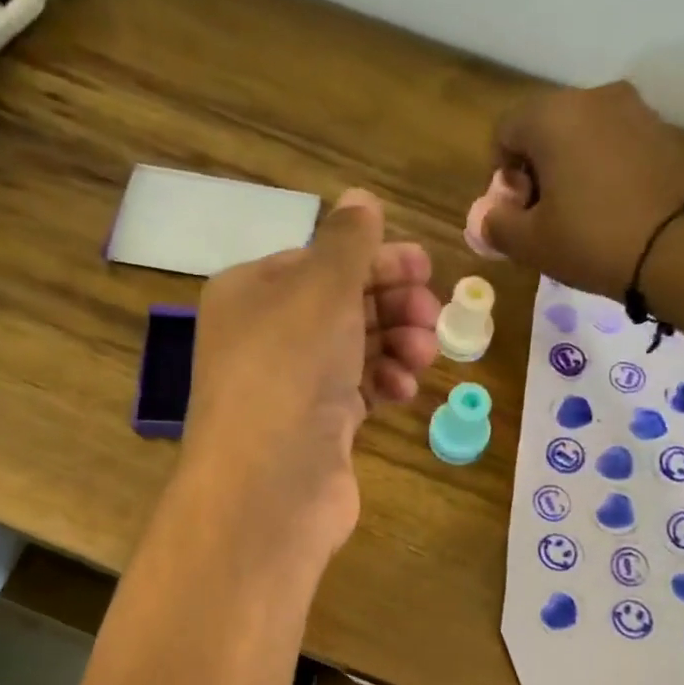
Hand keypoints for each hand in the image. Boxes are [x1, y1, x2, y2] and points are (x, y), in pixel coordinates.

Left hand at [176, 189, 438, 561]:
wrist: (270, 485)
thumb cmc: (290, 370)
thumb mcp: (322, 288)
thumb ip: (348, 243)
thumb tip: (360, 199)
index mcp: (252, 292)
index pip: (320, 262)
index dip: (374, 260)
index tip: (425, 266)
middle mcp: (266, 337)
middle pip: (342, 305)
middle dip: (393, 304)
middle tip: (432, 313)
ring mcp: (291, 387)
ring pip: (355, 349)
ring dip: (396, 344)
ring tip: (424, 354)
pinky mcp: (316, 429)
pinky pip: (358, 392)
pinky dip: (384, 384)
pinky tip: (405, 390)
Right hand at [482, 82, 683, 296]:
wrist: (678, 247)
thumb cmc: (591, 240)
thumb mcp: (530, 243)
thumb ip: (497, 225)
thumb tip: (489, 217)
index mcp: (552, 116)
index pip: (505, 131)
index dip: (501, 174)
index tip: (516, 211)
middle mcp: (592, 98)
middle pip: (545, 128)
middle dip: (536, 169)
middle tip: (543, 216)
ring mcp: (633, 110)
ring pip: (581, 134)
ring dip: (569, 168)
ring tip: (578, 215)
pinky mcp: (661, 131)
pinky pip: (614, 144)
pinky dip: (602, 169)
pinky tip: (609, 208)